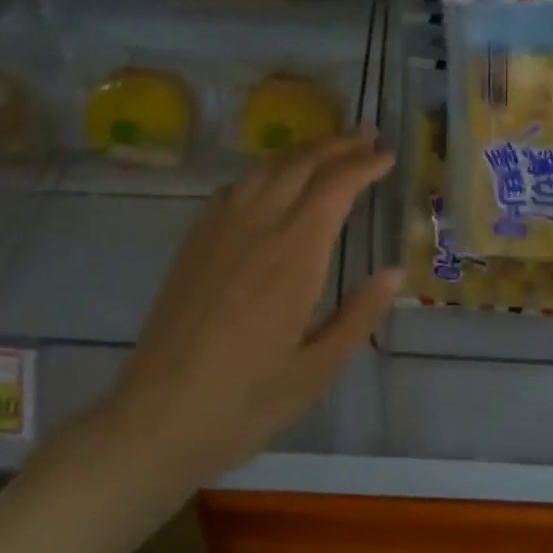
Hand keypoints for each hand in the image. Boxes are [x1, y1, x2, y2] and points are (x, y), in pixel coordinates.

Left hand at [104, 127, 401, 486]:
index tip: (386, 156)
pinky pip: (235, 187)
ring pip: (265, 169)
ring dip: (301, 152)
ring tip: (327, 150)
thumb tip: (395, 272)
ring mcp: (218, 229)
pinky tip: (272, 184)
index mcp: (293, 255)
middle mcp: (256, 227)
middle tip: (365, 134)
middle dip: (337, 144)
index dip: (363, 165)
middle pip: (300, 164)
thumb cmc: (245, 402)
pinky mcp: (193, 241)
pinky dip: (265, 172)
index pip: (334, 187)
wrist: (157, 418)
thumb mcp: (316, 370)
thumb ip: (358, 315)